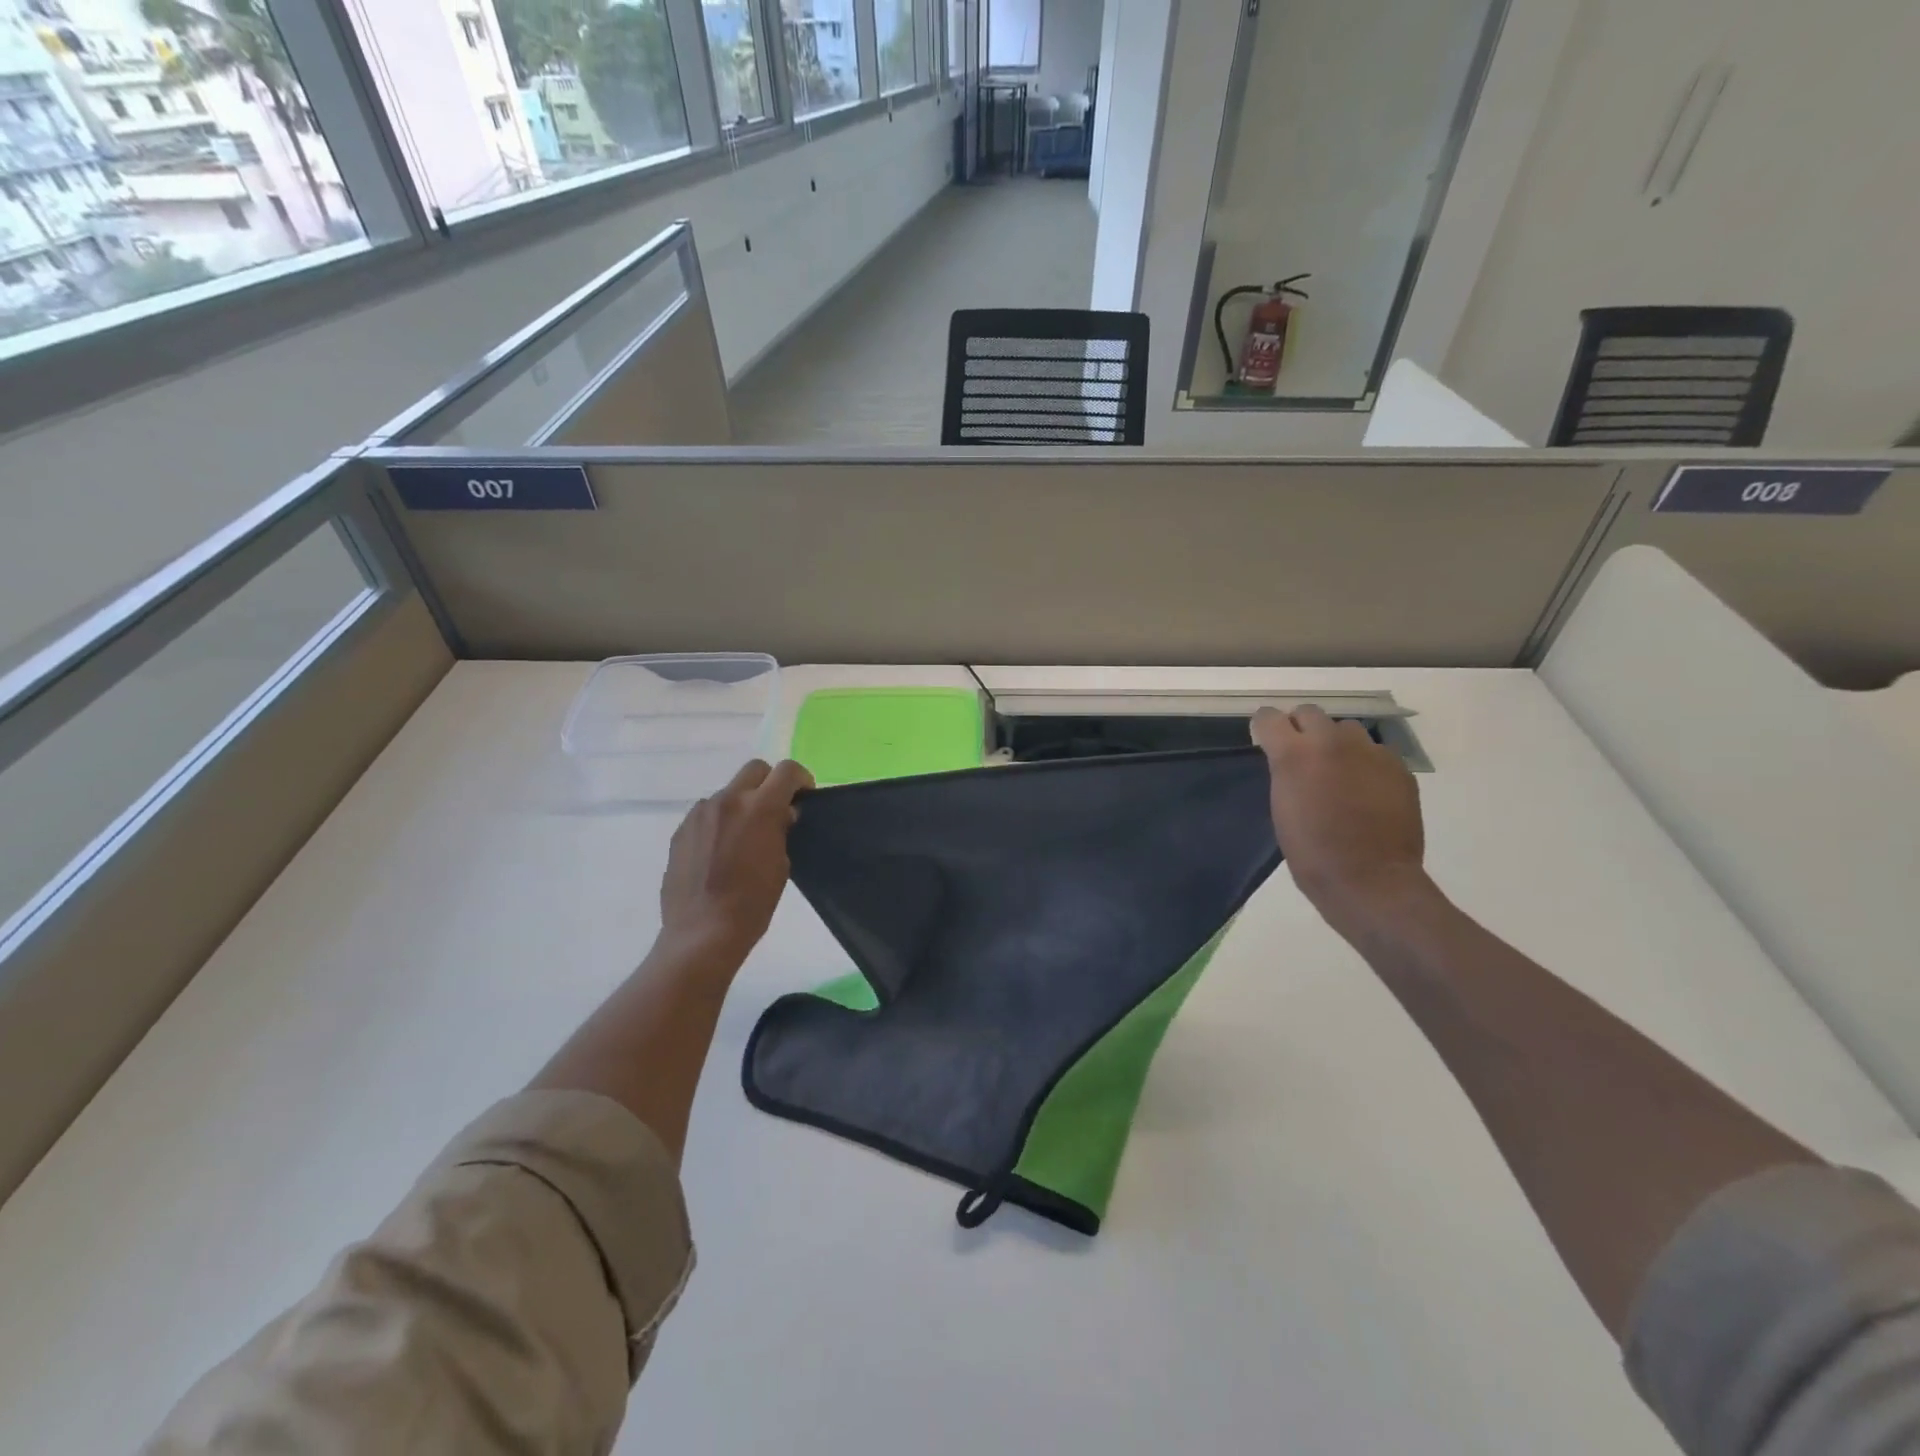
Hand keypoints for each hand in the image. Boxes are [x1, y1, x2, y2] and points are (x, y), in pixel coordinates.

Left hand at [658, 759, 813, 968]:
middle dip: (769, 783)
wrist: (702, 932)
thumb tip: (780, 816)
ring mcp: (700, 814)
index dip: (800, 778)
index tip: (804, 796)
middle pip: (754, 770)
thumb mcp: (781, 865)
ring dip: (741, 804)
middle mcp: (728, 801)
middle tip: (775, 810)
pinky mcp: (681, 831)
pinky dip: (719, 823)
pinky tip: (720, 852)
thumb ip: (780, 831)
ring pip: (728, 793)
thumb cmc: (752, 903)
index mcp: (760, 808)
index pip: (786, 771)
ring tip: (743, 837)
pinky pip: (707, 814)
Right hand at [1252, 705, 1428, 932]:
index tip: (1265, 743)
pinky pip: (1375, 751)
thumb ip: (1284, 772)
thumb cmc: (1311, 852)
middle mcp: (1331, 742)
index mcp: (1293, 755)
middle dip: (1301, 728)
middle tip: (1302, 756)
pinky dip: (1365, 763)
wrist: (1369, 879)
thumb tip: (1290, 759)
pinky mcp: (1398, 767)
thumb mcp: (1281, 806)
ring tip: (1337, 772)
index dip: (1265, 728)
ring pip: (1346, 729)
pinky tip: (1365, 790)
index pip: (1269, 717)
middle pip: (1310, 712)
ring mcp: (1369, 752)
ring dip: (1336, 743)